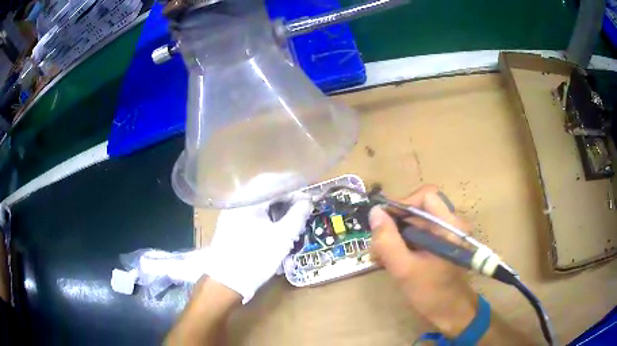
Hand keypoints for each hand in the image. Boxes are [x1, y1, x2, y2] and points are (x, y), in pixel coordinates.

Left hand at [207, 175, 312, 303]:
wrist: (227, 281)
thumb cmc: (256, 257)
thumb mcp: (282, 237)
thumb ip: (297, 216)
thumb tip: (307, 202)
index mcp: (248, 201)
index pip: (273, 183)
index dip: (293, 187)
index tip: (307, 195)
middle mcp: (238, 202)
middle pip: (264, 189)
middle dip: (285, 195)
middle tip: (301, 204)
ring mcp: (232, 213)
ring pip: (258, 201)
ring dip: (276, 204)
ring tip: (291, 215)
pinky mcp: (231, 225)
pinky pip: (251, 211)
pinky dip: (266, 213)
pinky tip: (275, 224)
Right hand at [369, 185, 477, 336]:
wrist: (451, 313)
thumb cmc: (432, 293)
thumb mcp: (405, 270)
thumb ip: (388, 241)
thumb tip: (375, 212)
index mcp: (449, 225)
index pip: (425, 196)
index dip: (403, 204)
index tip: (383, 223)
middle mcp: (450, 224)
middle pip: (418, 211)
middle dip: (394, 226)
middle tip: (377, 246)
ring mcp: (446, 236)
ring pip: (416, 225)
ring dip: (395, 237)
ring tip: (380, 257)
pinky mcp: (440, 246)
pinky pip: (419, 237)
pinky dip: (403, 245)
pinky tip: (389, 261)